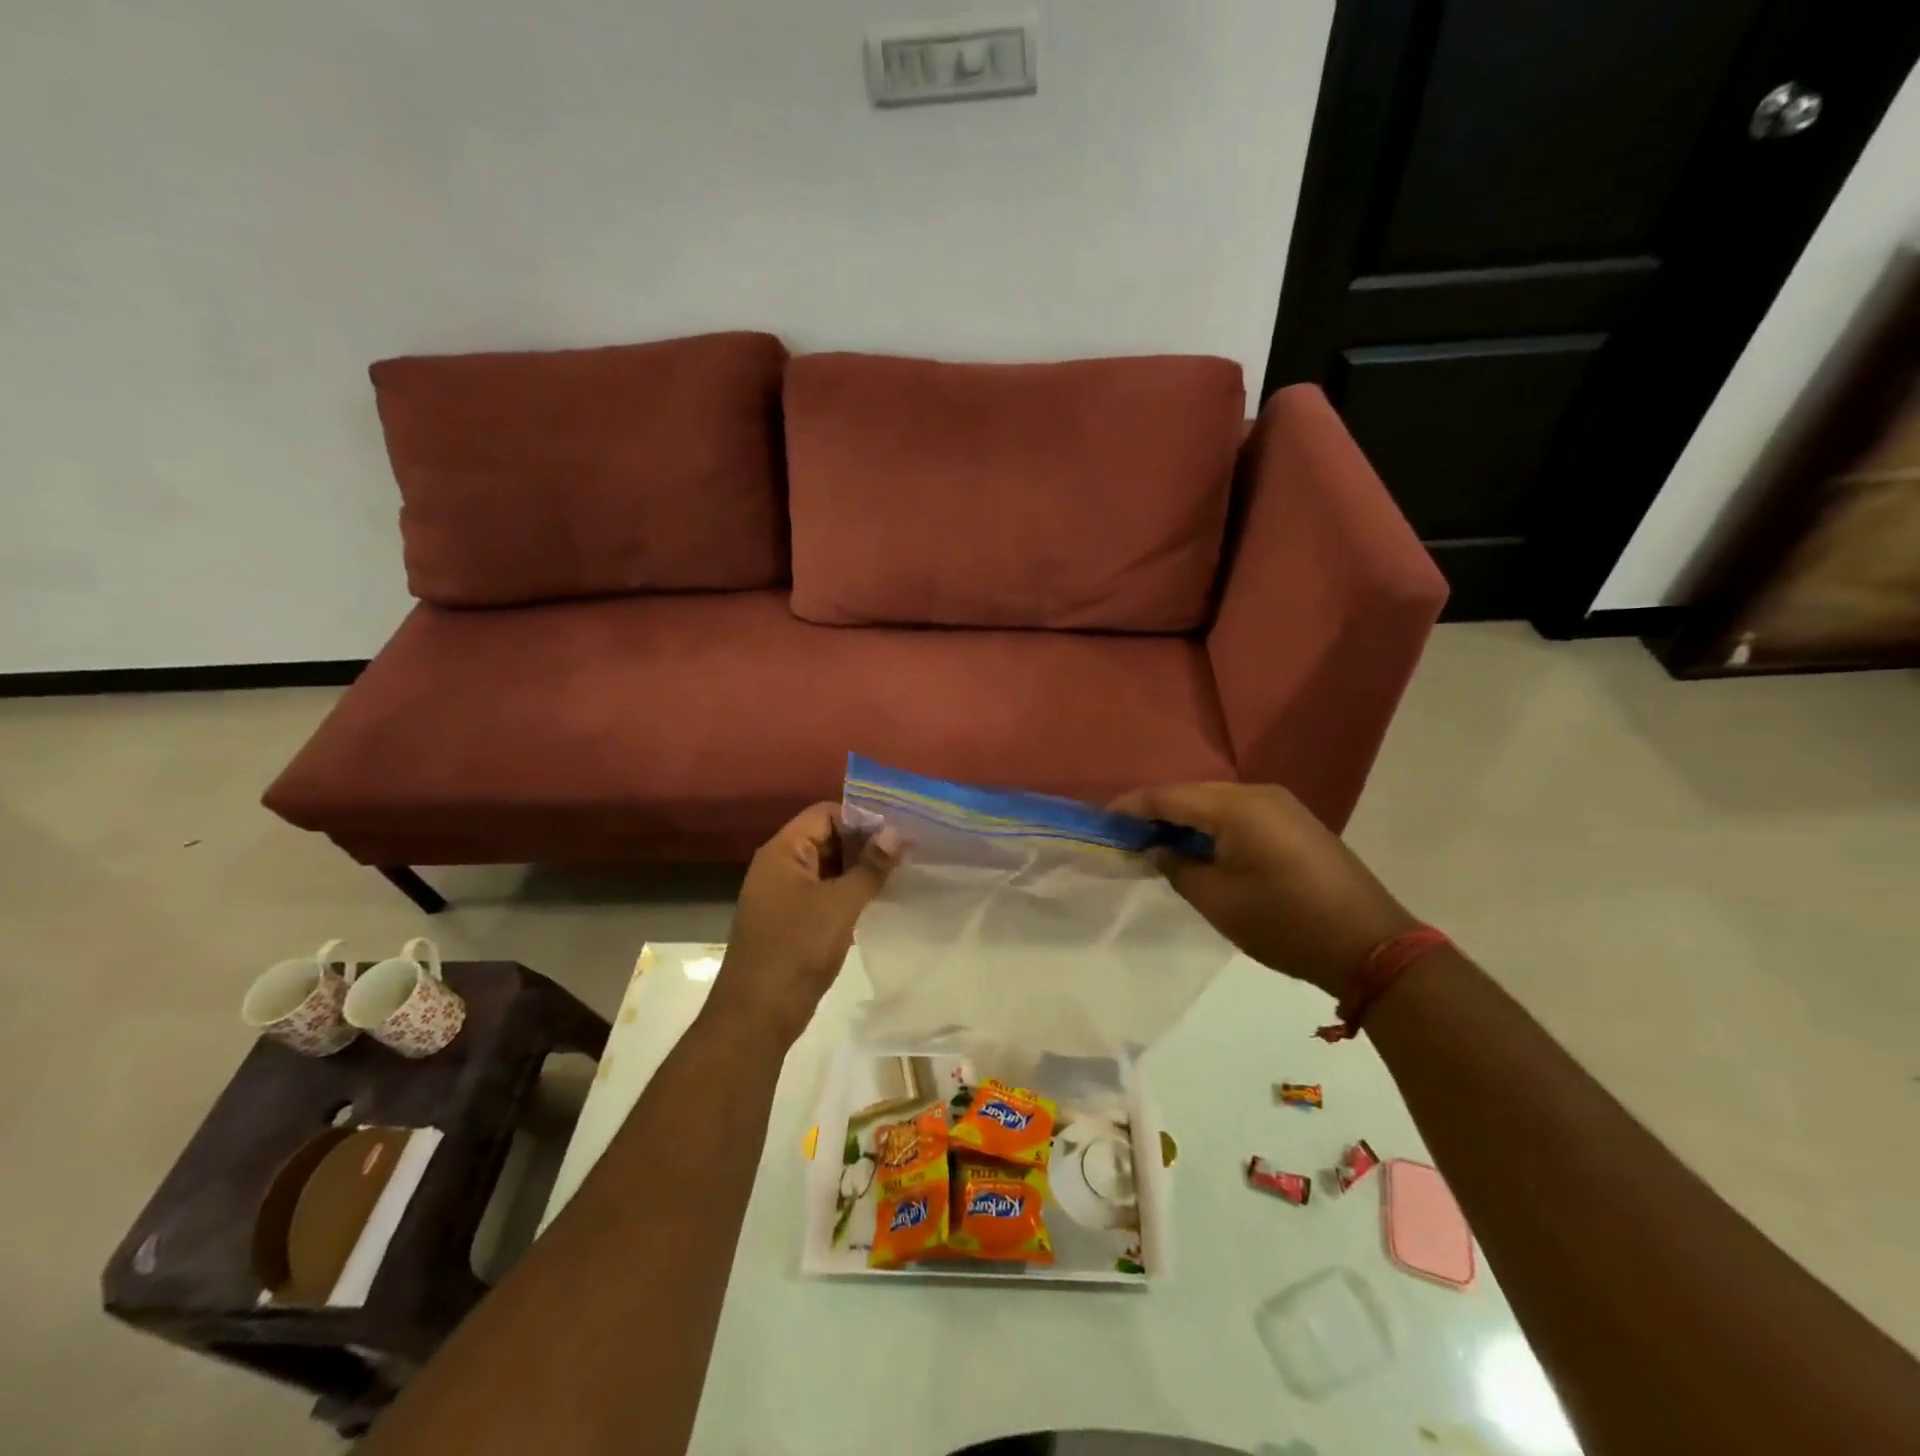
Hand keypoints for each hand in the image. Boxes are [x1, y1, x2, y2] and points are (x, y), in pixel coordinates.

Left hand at [709, 804, 899, 1044]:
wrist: (757, 1014)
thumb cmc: (797, 949)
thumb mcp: (840, 905)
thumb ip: (870, 867)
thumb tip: (896, 833)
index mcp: (782, 851)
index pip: (825, 813)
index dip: (861, 817)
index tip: (897, 829)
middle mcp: (779, 866)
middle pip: (826, 837)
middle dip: (863, 843)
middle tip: (905, 851)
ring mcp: (783, 895)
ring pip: (827, 867)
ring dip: (858, 869)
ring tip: (899, 872)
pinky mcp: (791, 920)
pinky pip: (823, 893)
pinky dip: (848, 892)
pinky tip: (877, 900)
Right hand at [1111, 782, 1417, 997]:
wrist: (1372, 946)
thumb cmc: (1285, 923)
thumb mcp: (1218, 900)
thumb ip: (1177, 867)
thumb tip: (1157, 849)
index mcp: (1237, 806)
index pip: (1168, 796)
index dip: (1131, 807)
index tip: (1101, 823)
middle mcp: (1259, 794)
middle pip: (1192, 794)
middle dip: (1156, 814)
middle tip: (1125, 840)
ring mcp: (1281, 806)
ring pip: (1215, 804)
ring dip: (1184, 822)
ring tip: (1155, 846)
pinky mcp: (1294, 824)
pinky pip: (1239, 816)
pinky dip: (1212, 829)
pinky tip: (1198, 850)